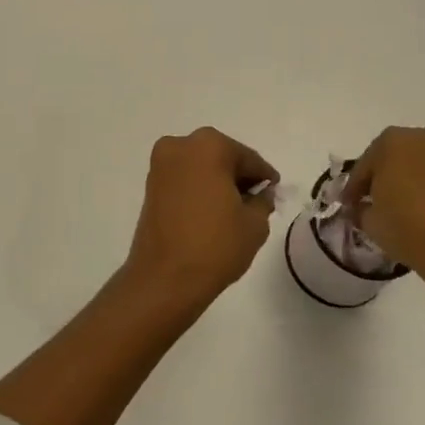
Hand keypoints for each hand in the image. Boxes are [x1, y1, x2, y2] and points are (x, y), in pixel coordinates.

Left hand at [123, 127, 279, 308]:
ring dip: (217, 182)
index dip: (264, 176)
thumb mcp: (254, 224)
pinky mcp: (150, 185)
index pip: (248, 158)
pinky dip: (199, 189)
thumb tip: (261, 193)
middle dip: (238, 176)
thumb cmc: (215, 246)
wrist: (165, 278)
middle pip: (221, 157)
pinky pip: (184, 179)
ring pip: (200, 166)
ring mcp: (161, 165)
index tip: (274, 190)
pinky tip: (212, 211)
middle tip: (256, 200)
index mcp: (209, 145)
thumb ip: (263, 201)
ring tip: (234, 209)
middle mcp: (181, 146)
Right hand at [344, 126, 424, 300]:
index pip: (366, 164)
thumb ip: (362, 208)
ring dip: (414, 180)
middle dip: (386, 176)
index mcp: (393, 141)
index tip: (349, 204)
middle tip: (378, 201)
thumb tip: (364, 208)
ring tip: (408, 207)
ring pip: (424, 164)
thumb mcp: (370, 222)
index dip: (355, 187)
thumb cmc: (409, 228)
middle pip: (397, 156)